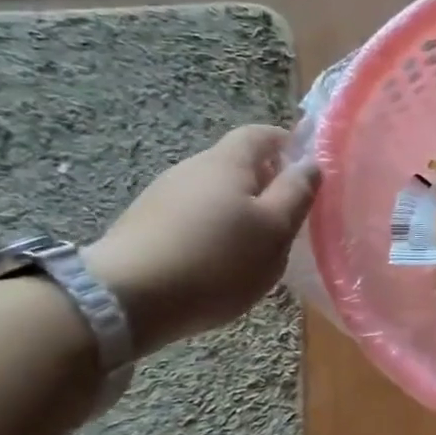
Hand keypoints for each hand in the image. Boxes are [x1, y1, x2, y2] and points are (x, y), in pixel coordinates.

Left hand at [86, 126, 318, 353]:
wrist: (124, 300)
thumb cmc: (216, 260)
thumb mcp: (275, 230)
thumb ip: (297, 193)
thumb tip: (311, 164)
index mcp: (227, 162)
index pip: (260, 134)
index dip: (287, 143)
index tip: (307, 169)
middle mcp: (191, 168)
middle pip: (236, 165)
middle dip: (265, 184)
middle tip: (288, 219)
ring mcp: (162, 197)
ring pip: (214, 194)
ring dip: (239, 211)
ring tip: (254, 248)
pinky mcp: (144, 226)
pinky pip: (191, 218)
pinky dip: (212, 231)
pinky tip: (216, 264)